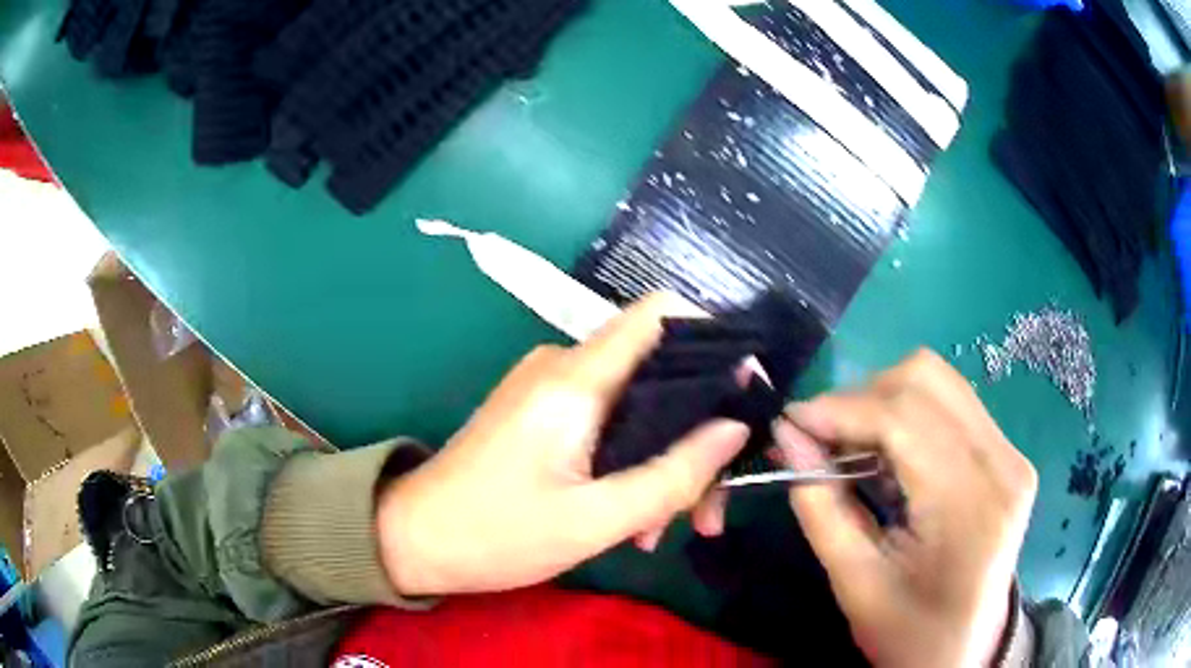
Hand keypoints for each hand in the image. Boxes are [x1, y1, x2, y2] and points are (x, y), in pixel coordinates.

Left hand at [376, 292, 751, 595]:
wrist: (413, 539)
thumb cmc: (496, 534)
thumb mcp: (595, 520)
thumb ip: (672, 475)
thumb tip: (735, 428)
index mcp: (575, 379)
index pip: (659, 315)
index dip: (713, 339)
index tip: (746, 392)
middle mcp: (564, 367)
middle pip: (658, 374)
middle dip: (693, 437)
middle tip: (705, 511)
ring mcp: (550, 390)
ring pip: (636, 408)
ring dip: (660, 465)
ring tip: (658, 534)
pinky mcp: (541, 414)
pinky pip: (606, 424)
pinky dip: (629, 466)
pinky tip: (630, 521)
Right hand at [773, 350, 1036, 667]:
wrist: (965, 649)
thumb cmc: (909, 633)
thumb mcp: (854, 584)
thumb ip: (820, 506)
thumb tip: (788, 435)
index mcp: (970, 507)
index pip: (904, 420)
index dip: (841, 409)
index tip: (791, 422)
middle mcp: (1003, 463)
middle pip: (926, 380)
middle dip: (860, 398)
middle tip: (820, 439)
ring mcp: (1011, 453)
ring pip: (939, 382)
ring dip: (883, 401)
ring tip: (851, 446)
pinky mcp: (1007, 453)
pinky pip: (951, 404)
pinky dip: (907, 414)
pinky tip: (887, 454)